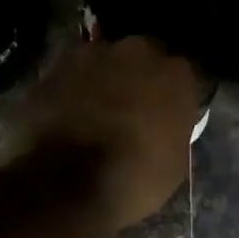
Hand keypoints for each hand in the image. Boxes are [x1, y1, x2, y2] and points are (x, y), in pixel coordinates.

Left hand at [18, 37, 204, 228]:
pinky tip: (68, 116)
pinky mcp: (53, 69)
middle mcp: (135, 52)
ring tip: (96, 111)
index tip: (171, 113)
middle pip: (143, 56)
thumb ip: (175, 129)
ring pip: (103, 61)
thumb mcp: (176, 163)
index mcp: (175, 74)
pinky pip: (70, 77)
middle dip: (140, 76)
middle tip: (133, 107)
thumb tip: (167, 126)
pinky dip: (71, 92)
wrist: (66, 186)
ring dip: (104, 80)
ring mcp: (89, 56)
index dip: (176, 94)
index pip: (185, 74)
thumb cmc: (134, 178)